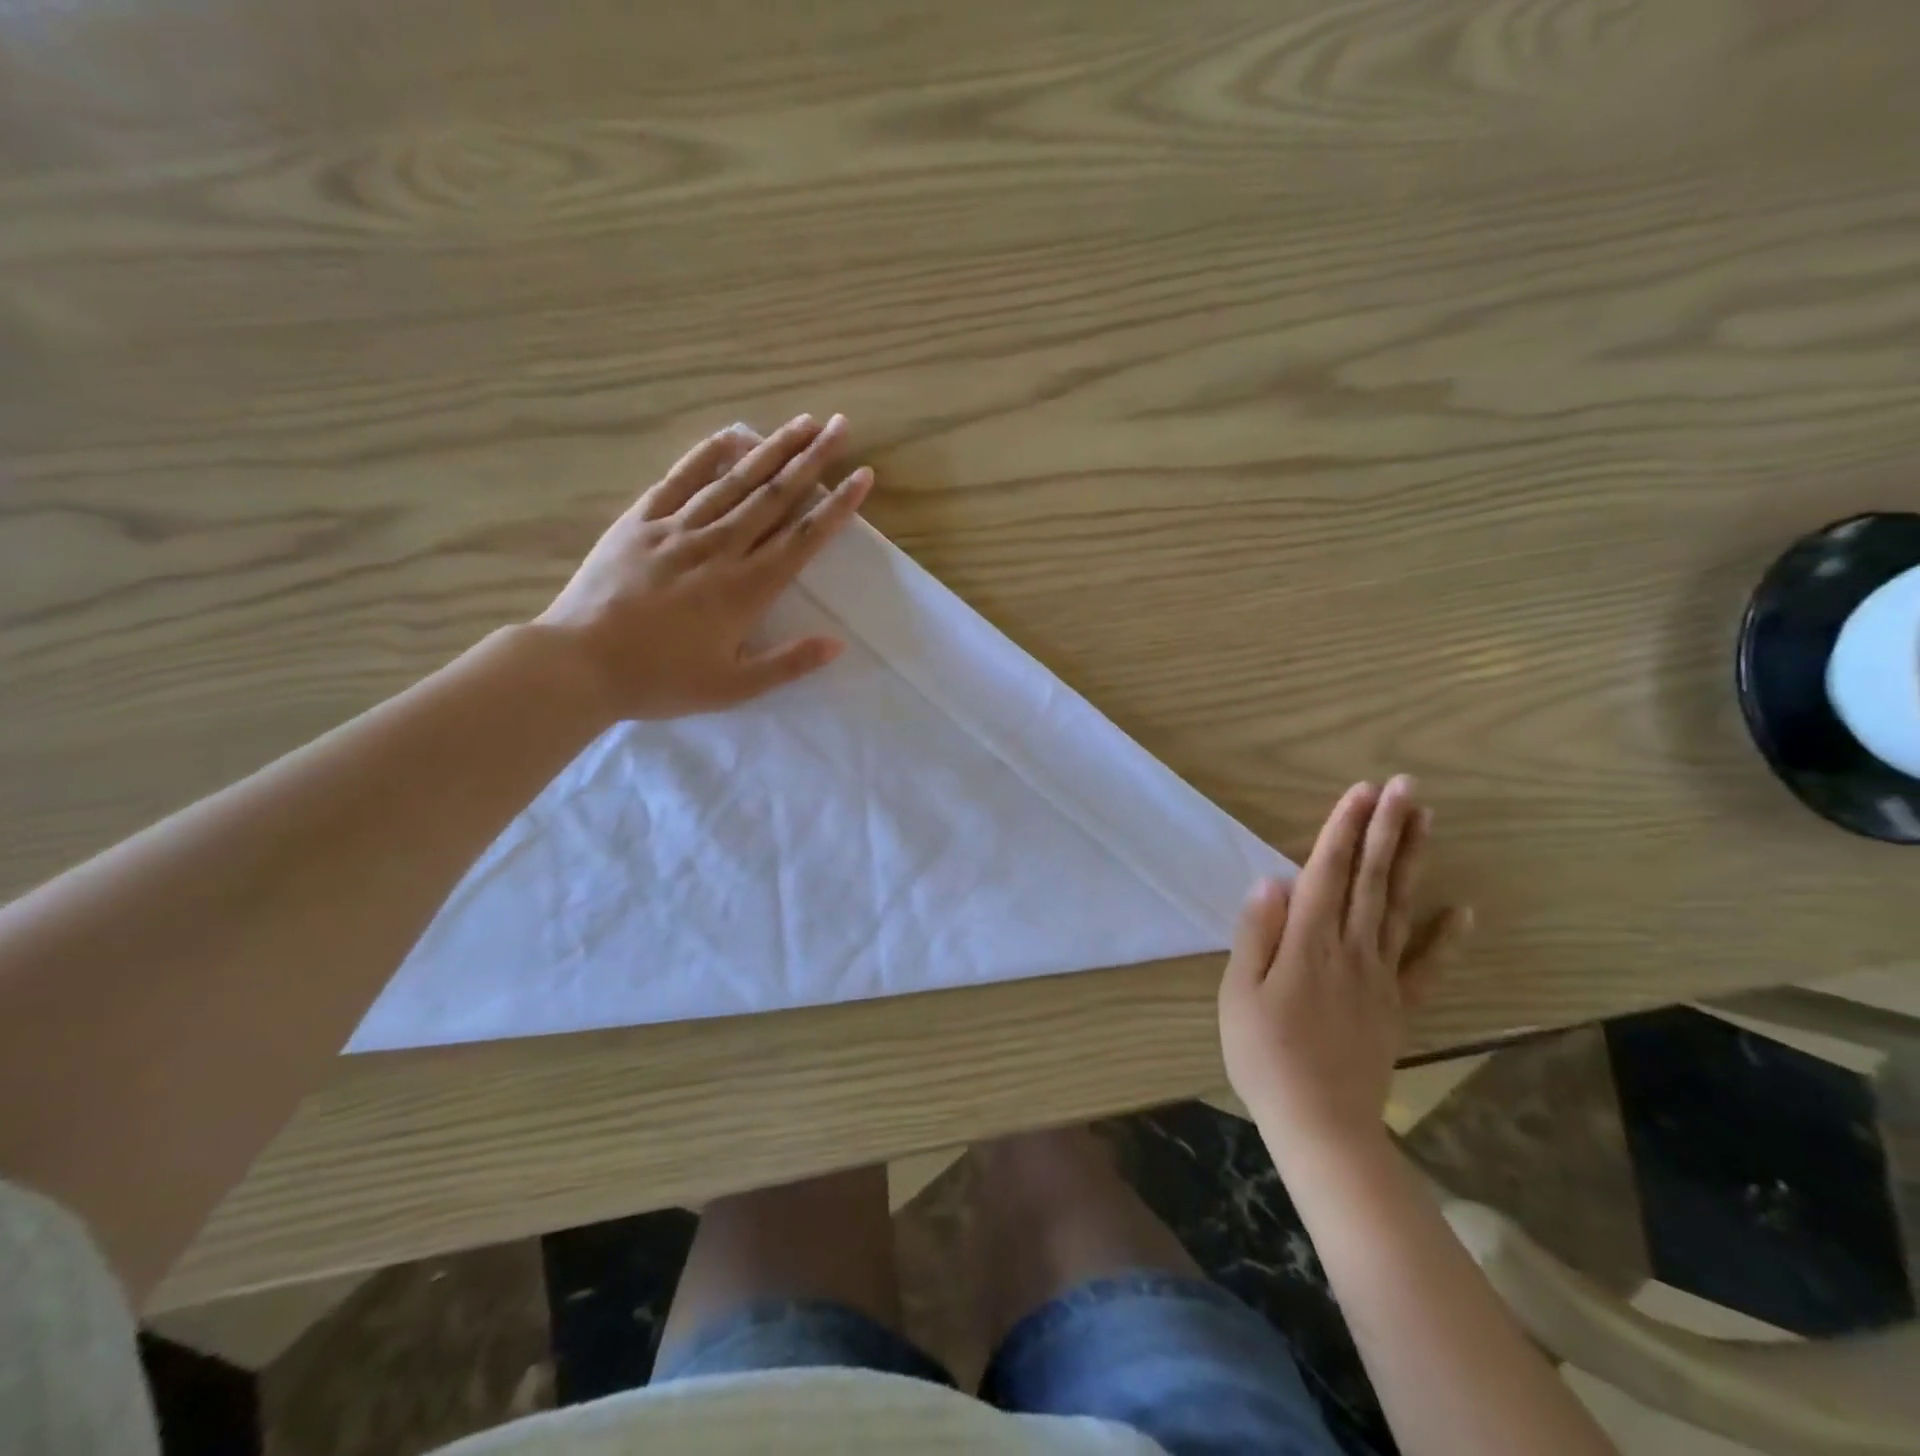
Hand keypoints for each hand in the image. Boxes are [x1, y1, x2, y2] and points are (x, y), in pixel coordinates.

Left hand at [536, 414, 873, 719]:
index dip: (837, 507)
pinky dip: (706, 455)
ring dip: (772, 449)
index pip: (802, 539)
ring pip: (734, 481)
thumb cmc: (660, 680)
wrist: (579, 664)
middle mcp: (719, 549)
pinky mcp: (640, 522)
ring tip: (802, 422)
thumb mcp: (732, 687)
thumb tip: (838, 643)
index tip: (864, 477)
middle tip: (841, 426)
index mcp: (745, 590)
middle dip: (812, 460)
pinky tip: (730, 435)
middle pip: (774, 496)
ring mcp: (677, 529)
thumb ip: (787, 663)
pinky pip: (679, 480)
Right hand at [1219, 776, 1471, 1160]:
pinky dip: (1447, 936)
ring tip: (1426, 821)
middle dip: (1386, 829)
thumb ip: (1257, 935)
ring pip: (1399, 907)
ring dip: (1411, 861)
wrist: (1320, 1124)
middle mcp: (1351, 950)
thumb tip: (1271, 882)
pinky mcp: (1397, 1005)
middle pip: (1371, 880)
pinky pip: (1426, 966)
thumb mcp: (1240, 994)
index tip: (1361, 792)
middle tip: (1404, 787)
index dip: (1343, 830)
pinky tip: (1464, 909)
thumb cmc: (1265, 1055)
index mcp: (1308, 944)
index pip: (1327, 874)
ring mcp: (1381, 977)